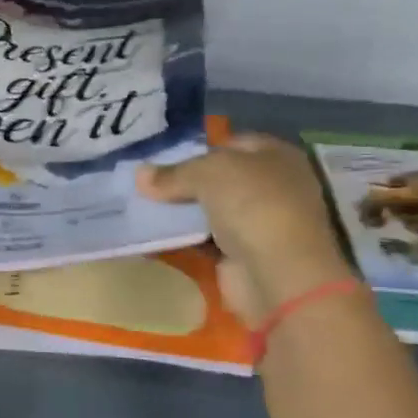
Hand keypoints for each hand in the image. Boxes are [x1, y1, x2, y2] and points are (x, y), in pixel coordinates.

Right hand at [138, 135, 352, 321]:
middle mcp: (272, 187)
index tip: (163, 156)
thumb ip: (173, 173)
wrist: (277, 273)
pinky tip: (153, 235)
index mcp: (277, 156)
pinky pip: (205, 241)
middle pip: (220, 179)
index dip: (200, 147)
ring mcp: (259, 224)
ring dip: (181, 212)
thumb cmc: (252, 205)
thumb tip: (140, 174)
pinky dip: (183, 239)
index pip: (233, 144)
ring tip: (141, 206)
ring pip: (210, 210)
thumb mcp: (207, 173)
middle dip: (185, 181)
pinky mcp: (242, 256)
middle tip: (146, 182)